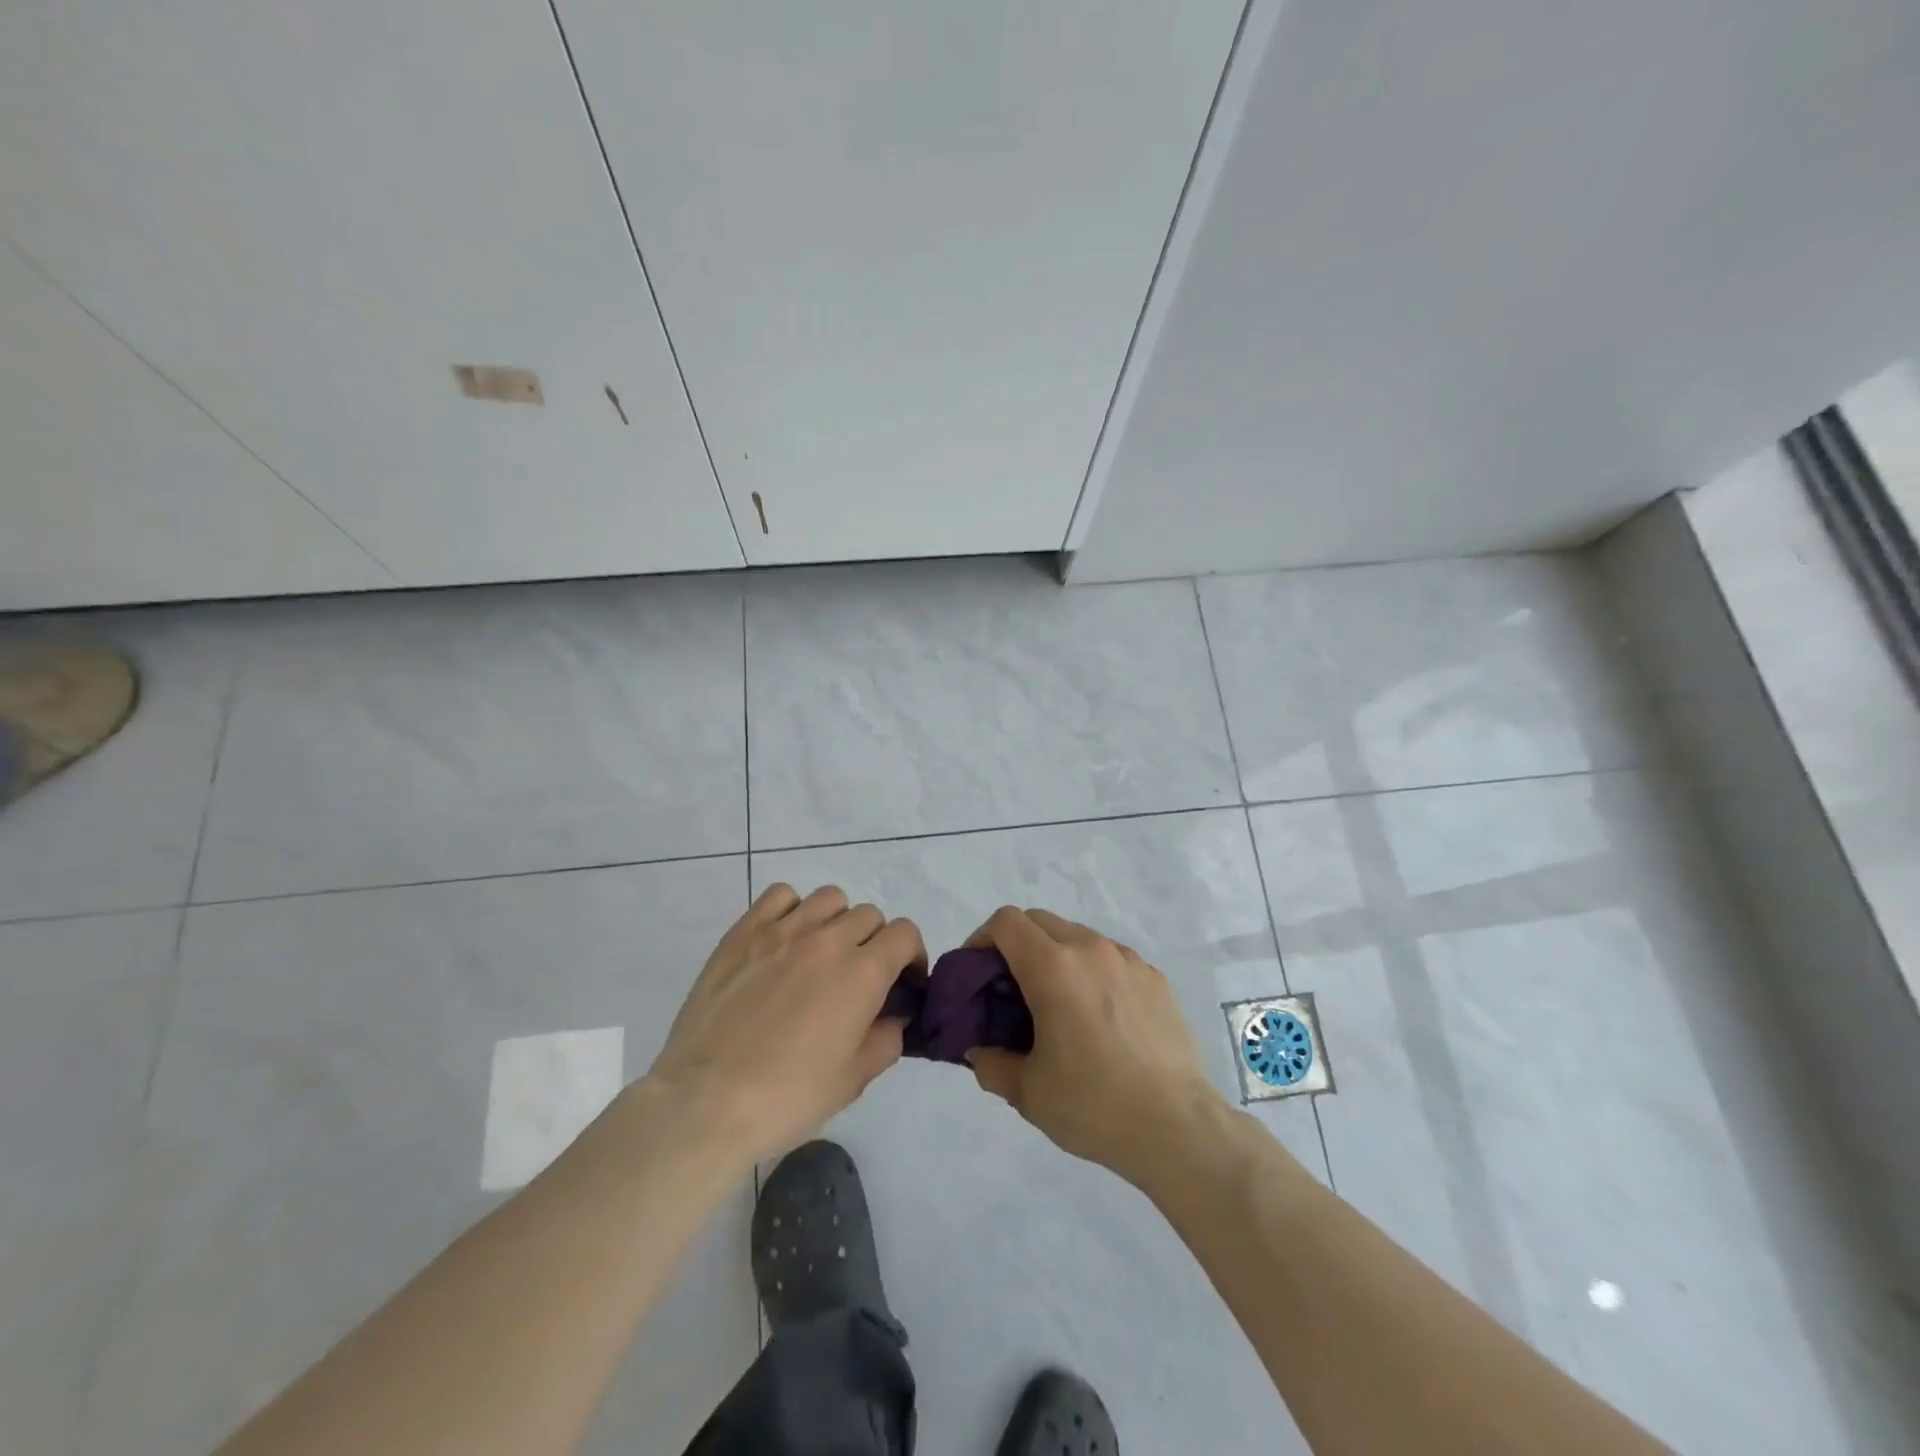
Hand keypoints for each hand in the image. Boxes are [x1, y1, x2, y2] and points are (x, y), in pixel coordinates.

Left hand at [646, 883, 923, 1169]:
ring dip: (837, 922)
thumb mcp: (854, 1080)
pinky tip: (785, 941)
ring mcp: (782, 930)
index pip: (905, 933)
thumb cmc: (787, 1097)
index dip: (911, 956)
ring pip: (829, 899)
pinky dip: (793, 909)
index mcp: (862, 973)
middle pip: (869, 915)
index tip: (902, 982)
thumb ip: (887, 1038)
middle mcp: (827, 940)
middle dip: (875, 943)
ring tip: (821, 954)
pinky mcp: (743, 932)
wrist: (705, 1102)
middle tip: (858, 978)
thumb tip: (893, 1016)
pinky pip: (780, 895)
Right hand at [964, 907, 1223, 1186]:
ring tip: (1057, 1006)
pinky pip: (1111, 959)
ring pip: (1077, 937)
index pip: (1006, 922)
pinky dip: (1091, 973)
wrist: (1178, 1128)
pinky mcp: (1155, 979)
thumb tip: (980, 1051)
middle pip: (1039, 921)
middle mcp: (1091, 949)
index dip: (981, 939)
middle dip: (1015, 945)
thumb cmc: (1094, 1105)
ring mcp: (1129, 960)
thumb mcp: (1027, 1092)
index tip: (976, 974)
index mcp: (1053, 967)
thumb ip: (991, 1063)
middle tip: (1009, 990)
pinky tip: (1099, 1020)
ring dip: (1055, 957)